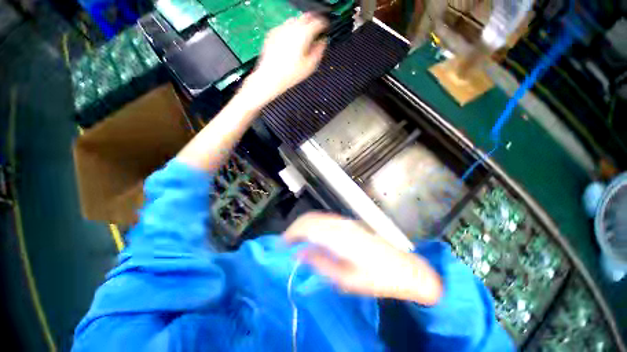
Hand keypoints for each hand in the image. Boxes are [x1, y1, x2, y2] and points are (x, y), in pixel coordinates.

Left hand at [243, 13, 327, 105]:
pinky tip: (291, 41)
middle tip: (316, 29)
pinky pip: (284, 27)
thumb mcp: (310, 66)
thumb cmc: (291, 74)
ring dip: (301, 25)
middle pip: (305, 17)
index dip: (324, 24)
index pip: (318, 22)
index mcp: (304, 34)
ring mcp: (281, 29)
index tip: (326, 28)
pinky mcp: (272, 34)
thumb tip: (322, 42)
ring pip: (294, 20)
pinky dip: (290, 31)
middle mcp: (292, 27)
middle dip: (312, 21)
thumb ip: (319, 51)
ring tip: (303, 35)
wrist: (271, 77)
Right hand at [284, 212, 442, 304]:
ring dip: (303, 226)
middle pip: (310, 218)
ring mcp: (345, 222)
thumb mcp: (345, 279)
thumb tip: (300, 253)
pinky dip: (313, 225)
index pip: (307, 226)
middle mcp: (339, 224)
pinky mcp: (349, 223)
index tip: (281, 245)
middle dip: (295, 228)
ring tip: (295, 241)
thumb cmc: (375, 278)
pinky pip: (325, 220)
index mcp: (338, 237)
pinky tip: (312, 237)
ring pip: (317, 217)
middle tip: (286, 244)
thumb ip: (320, 263)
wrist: (402, 267)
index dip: (292, 233)